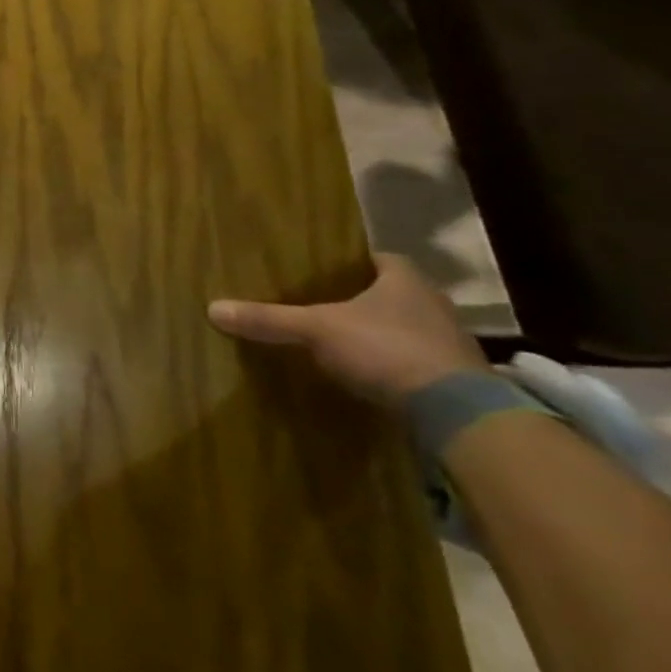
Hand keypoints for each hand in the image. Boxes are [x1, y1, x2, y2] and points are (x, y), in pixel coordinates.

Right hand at [207, 254, 486, 405]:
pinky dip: (391, 364)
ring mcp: (450, 343)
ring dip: (379, 333)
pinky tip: (366, 373)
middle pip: (390, 293)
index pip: (378, 258)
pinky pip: (414, 361)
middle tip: (321, 303)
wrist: (458, 413)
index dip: (350, 262)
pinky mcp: (456, 379)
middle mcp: (433, 304)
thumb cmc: (386, 349)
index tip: (321, 269)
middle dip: (360, 299)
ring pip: (404, 327)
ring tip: (338, 339)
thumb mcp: (316, 330)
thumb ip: (269, 320)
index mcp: (406, 280)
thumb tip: (212, 308)